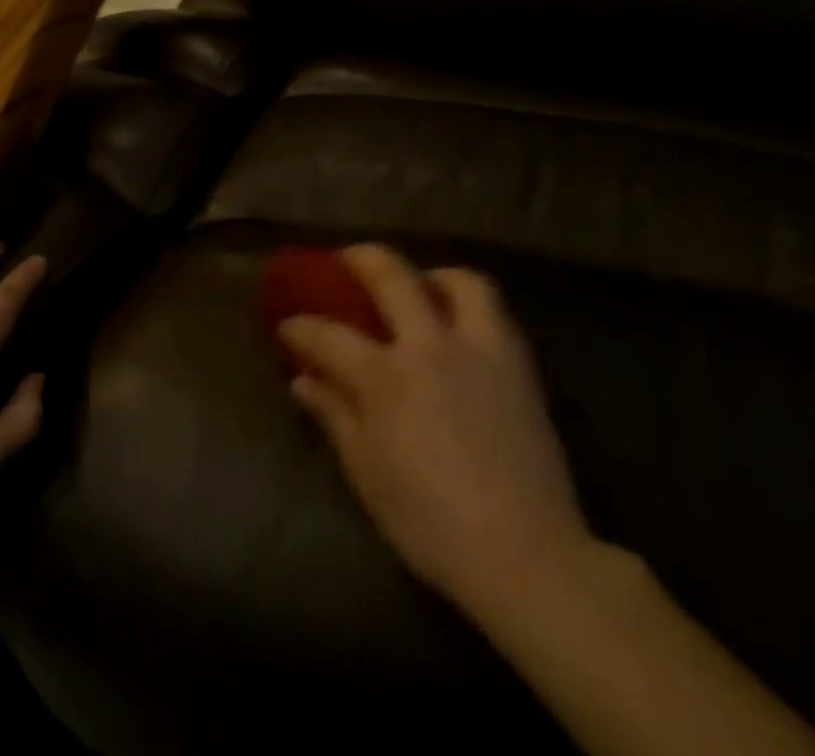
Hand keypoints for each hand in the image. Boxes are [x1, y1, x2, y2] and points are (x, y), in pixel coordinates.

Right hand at [281, 246, 592, 613]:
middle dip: (361, 259)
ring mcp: (480, 351)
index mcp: (386, 377)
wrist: (527, 556)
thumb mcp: (367, 473)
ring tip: (420, 287)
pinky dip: (471, 307)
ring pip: (460, 281)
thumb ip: (334, 415)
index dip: (300, 326)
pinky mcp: (519, 367)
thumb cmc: (431, 523)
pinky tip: (459, 329)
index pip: (329, 335)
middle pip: (392, 277)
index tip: (287, 325)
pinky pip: (495, 314)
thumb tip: (302, 381)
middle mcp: (431, 347)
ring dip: (432, 275)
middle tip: (346, 260)